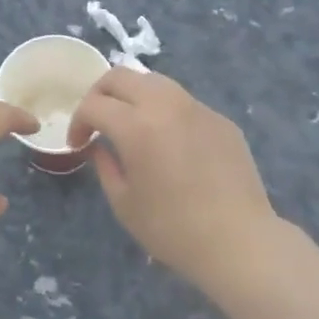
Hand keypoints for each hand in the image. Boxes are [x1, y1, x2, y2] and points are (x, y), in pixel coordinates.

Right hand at [70, 69, 278, 291]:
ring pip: (154, 81)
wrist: (240, 242)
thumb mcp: (124, 203)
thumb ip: (104, 165)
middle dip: (100, 93)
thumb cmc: (174, 229)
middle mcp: (165, 104)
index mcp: (136, 125)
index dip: (78, 122)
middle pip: (121, 76)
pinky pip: (183, 102)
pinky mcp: (220, 118)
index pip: (94, 105)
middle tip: (97, 121)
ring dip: (133, 95)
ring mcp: (196, 107)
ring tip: (132, 123)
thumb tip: (99, 146)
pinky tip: (170, 142)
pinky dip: (165, 111)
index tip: (78, 143)